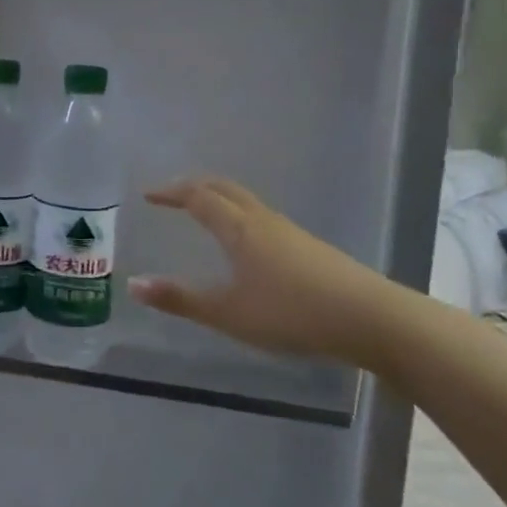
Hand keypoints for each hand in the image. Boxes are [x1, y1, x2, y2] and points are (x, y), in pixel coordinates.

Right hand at [128, 177, 412, 368]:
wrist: (373, 319)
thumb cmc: (292, 312)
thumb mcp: (229, 312)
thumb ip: (181, 299)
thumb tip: (133, 285)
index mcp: (239, 228)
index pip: (198, 196)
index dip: (171, 192)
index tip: (148, 195)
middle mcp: (263, 221)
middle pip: (224, 189)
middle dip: (195, 186)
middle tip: (171, 194)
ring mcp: (291, 233)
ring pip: (247, 202)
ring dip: (220, 199)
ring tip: (203, 213)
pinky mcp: (310, 249)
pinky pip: (263, 219)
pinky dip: (240, 217)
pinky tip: (245, 245)